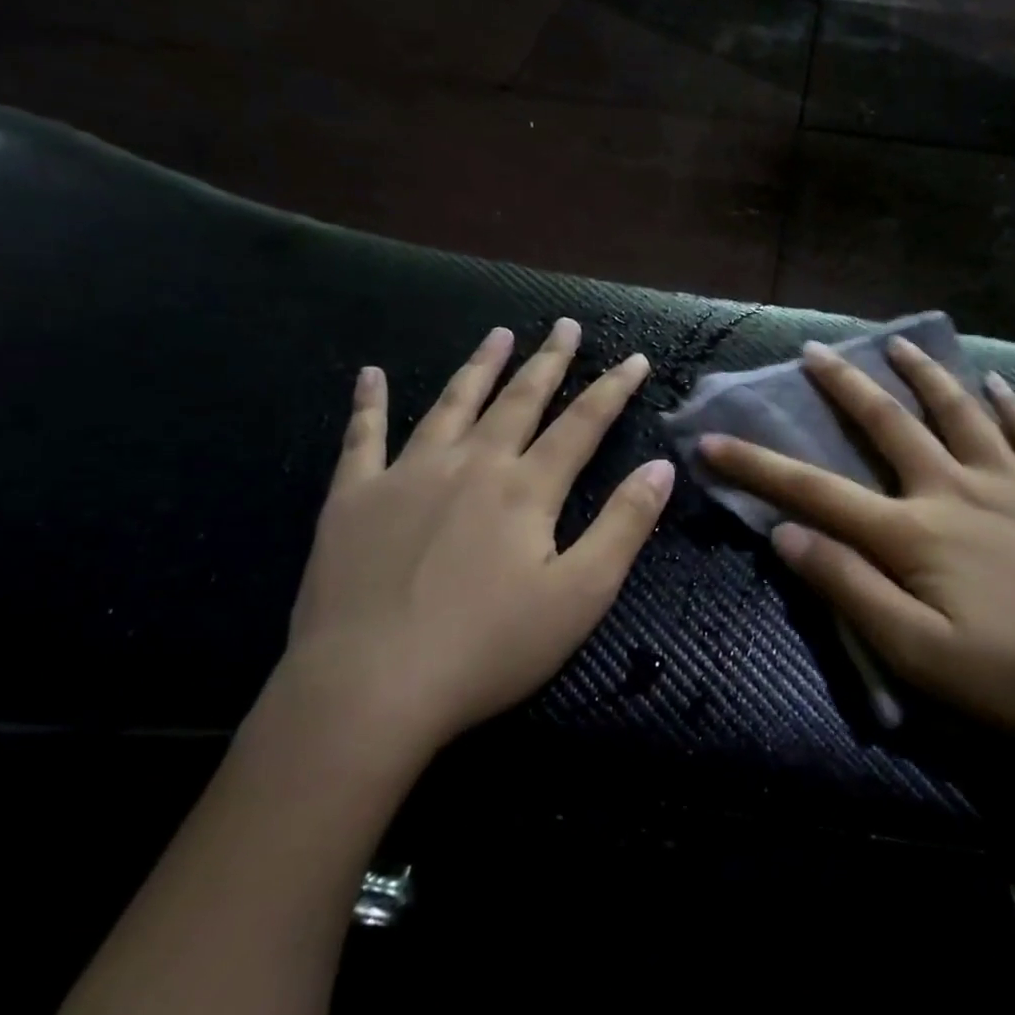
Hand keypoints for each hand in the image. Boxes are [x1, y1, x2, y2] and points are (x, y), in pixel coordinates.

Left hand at [274, 319, 674, 765]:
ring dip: (479, 367)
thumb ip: (624, 526)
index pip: (582, 424)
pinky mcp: (353, 499)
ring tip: (498, 335)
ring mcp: (406, 476)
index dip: (612, 389)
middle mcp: (470, 465)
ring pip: (451, 405)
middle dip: (548, 361)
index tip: (634, 358)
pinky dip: (369, 403)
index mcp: (526, 489)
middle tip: (564, 324)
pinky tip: (371, 374)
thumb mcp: (580, 595)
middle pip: (518, 401)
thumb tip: (662, 469)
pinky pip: (363, 438)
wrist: (369, 689)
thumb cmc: (489, 649)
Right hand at [699, 338, 1014, 741]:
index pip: (815, 492)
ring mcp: (1013, 482)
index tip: (712, 441)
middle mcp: (955, 489)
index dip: (758, 467)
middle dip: (843, 387)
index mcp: (912, 533)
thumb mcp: (917, 654)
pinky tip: (999, 384)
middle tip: (814, 350)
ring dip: (924, 374)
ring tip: (898, 344)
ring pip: (960, 410)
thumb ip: (850, 589)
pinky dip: (1011, 404)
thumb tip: (787, 535)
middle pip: (888, 425)